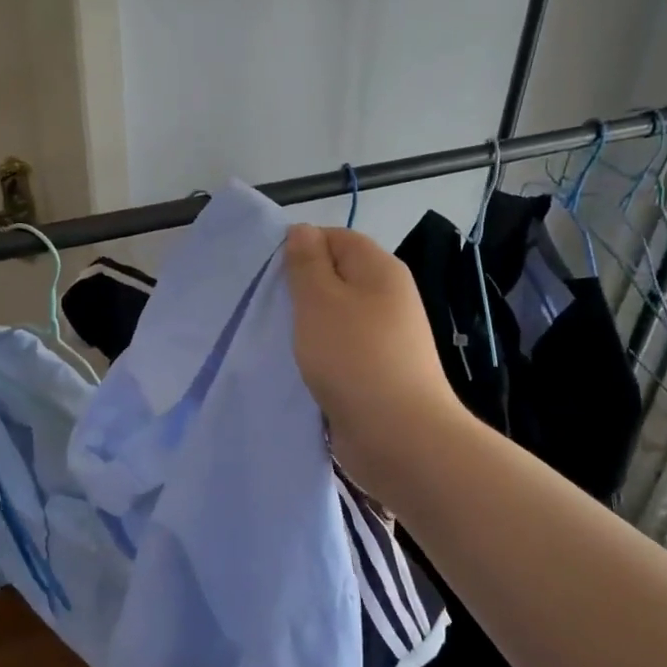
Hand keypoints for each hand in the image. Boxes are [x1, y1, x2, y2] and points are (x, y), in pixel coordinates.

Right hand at [283, 224, 464, 499]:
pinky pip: (342, 351)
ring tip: (278, 339)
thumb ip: (307, 263)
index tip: (269, 274)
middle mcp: (388, 298)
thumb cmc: (354, 358)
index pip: (336, 237)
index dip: (301, 247)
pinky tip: (299, 368)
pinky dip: (320, 355)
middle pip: (337, 277)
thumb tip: (303, 231)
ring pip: (337, 317)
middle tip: (267, 308)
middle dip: (301, 290)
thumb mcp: (320, 300)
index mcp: (380, 270)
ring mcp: (386, 337)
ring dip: (308, 326)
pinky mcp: (379, 371)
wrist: (398, 435)